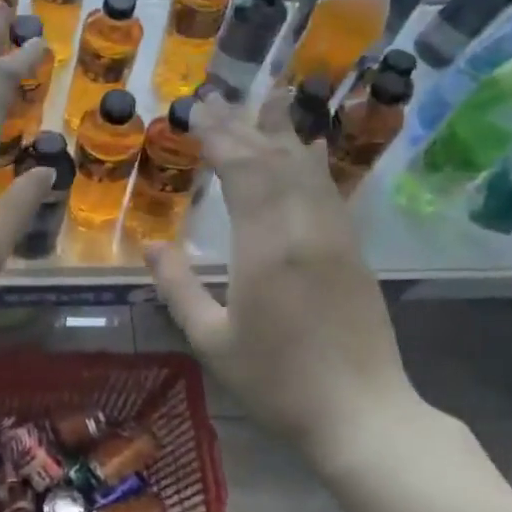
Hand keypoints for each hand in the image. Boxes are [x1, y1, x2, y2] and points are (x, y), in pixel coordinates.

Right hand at [144, 89, 425, 465]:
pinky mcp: (353, 252)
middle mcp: (305, 230)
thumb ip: (179, 288)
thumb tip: (150, 245)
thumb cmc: (277, 383)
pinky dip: (312, 164)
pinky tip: (307, 151)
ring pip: (307, 170)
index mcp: (266, 249)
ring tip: (266, 100)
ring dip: (282, 134)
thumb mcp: (212, 341)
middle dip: (242, 127)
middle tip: (217, 98)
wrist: (360, 413)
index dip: (218, 138)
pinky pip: (329, 192)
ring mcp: (335, 238)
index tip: (196, 112)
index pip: (242, 173)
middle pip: (273, 162)